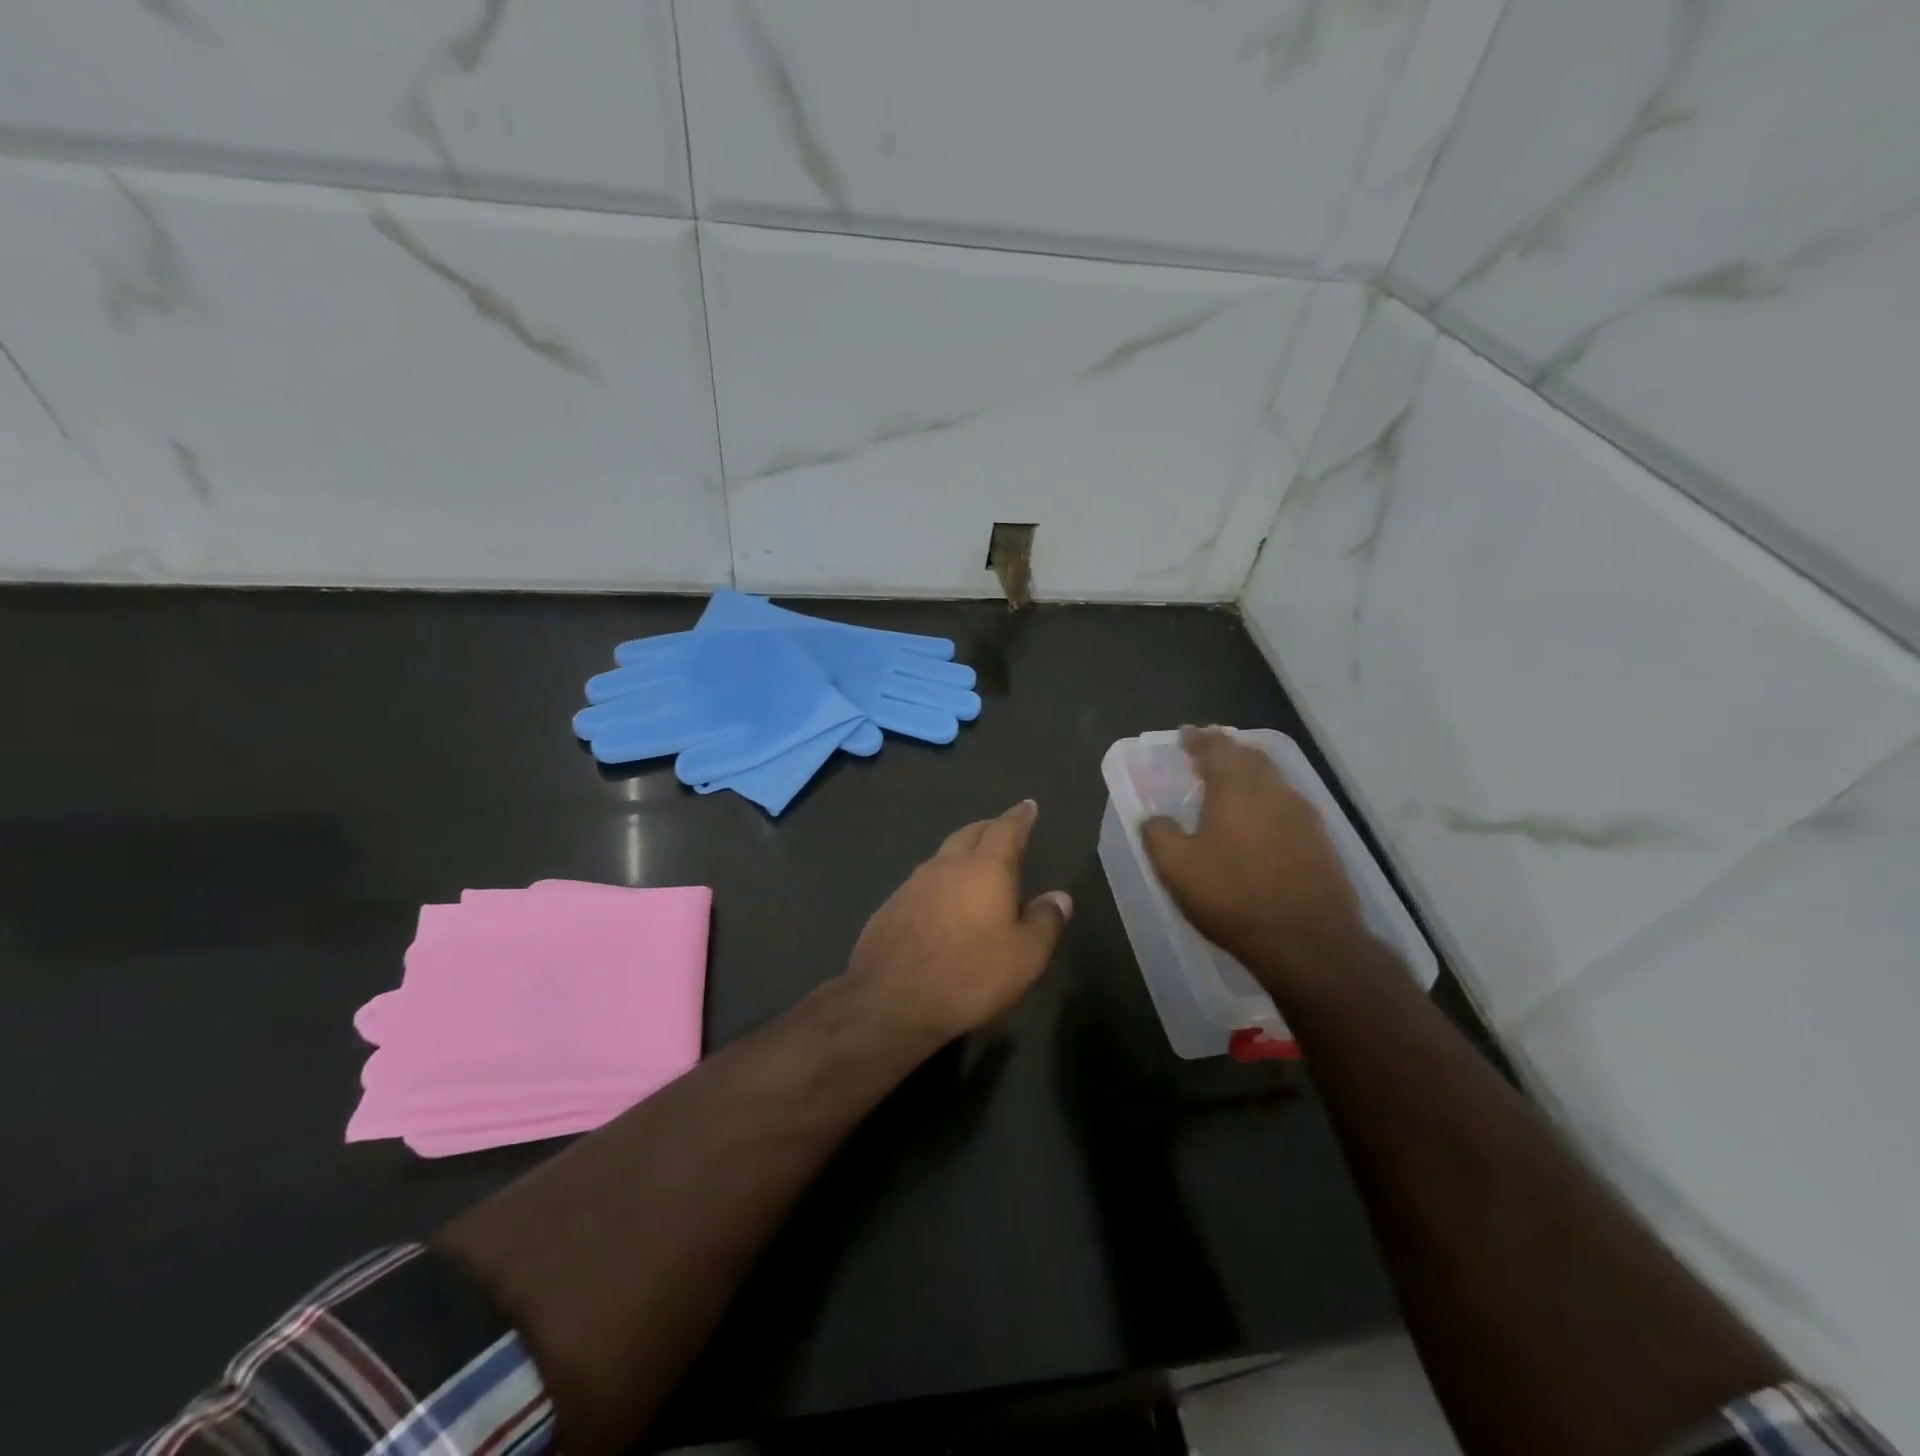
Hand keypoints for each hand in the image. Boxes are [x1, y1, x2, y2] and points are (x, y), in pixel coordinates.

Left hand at [844, 799, 1071, 1043]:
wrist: (890, 999)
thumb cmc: (969, 975)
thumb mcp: (1025, 956)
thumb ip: (1045, 922)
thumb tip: (1060, 897)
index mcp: (984, 868)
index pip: (1006, 829)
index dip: (1020, 817)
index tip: (1028, 806)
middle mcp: (946, 865)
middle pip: (970, 834)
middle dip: (989, 828)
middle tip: (1002, 829)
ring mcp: (913, 884)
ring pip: (942, 856)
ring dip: (961, 854)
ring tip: (972, 864)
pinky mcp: (890, 906)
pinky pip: (922, 882)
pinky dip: (939, 882)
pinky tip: (940, 901)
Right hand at [1142, 727, 1369, 998]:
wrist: (1308, 942)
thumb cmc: (1233, 897)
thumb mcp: (1176, 868)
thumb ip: (1158, 834)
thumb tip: (1154, 817)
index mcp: (1235, 788)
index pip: (1215, 748)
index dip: (1197, 739)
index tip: (1185, 734)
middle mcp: (1273, 790)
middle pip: (1250, 756)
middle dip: (1227, 749)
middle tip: (1208, 751)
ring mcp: (1303, 815)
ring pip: (1273, 779)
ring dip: (1250, 773)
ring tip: (1232, 782)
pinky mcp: (1320, 841)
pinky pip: (1287, 805)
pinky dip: (1267, 800)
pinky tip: (1260, 820)